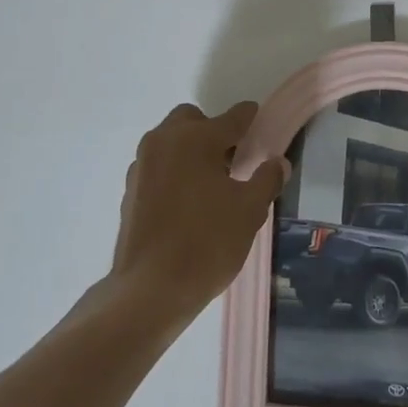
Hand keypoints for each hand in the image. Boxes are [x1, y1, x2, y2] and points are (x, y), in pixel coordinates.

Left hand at [107, 102, 288, 327]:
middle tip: (232, 160)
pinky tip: (186, 201)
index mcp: (195, 139)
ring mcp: (141, 164)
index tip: (258, 119)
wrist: (151, 288)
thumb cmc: (207, 243)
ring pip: (170, 141)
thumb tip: (278, 162)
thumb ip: (266, 180)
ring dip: (190, 149)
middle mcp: (164, 141)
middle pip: (192, 120)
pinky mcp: (130, 188)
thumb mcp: (249, 211)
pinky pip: (157, 165)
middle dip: (213, 131)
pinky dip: (173, 170)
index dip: (249, 118)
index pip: (231, 118)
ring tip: (210, 183)